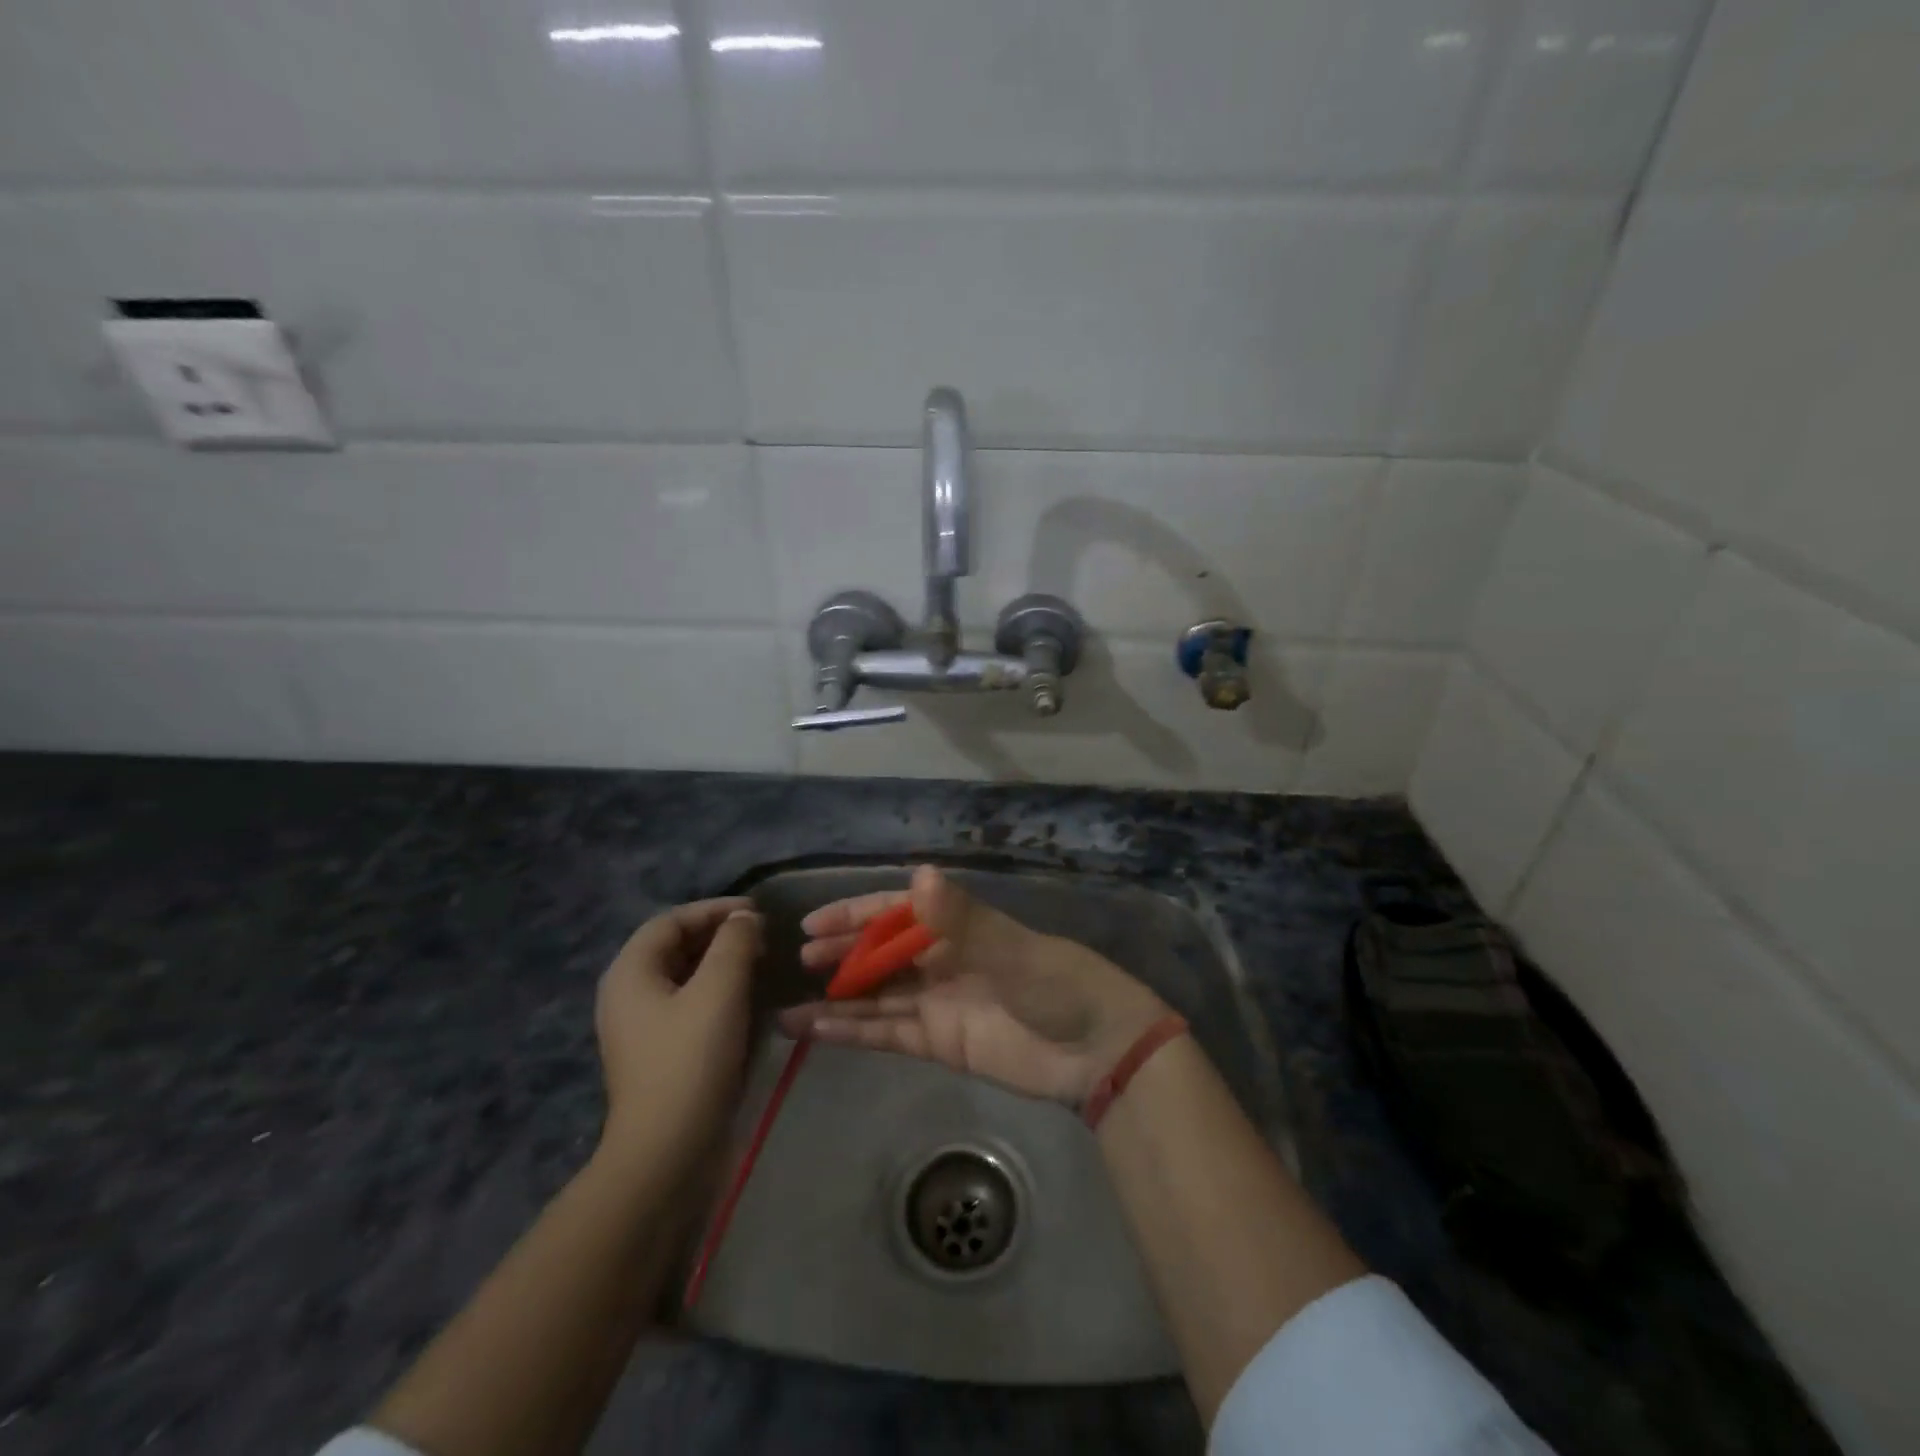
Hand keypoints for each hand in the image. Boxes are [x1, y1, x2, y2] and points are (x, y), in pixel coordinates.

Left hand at [594, 897, 761, 1170]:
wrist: (666, 1151)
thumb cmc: (691, 1060)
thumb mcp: (719, 990)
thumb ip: (735, 943)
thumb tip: (745, 919)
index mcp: (630, 972)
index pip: (672, 920)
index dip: (715, 910)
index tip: (758, 912)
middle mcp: (628, 994)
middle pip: (674, 946)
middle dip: (720, 935)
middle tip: (763, 937)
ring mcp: (641, 1027)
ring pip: (684, 976)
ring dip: (721, 962)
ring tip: (760, 963)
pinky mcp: (658, 1052)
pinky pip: (687, 1004)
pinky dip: (717, 991)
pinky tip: (746, 999)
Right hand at [779, 866, 1169, 1105]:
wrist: (1098, 1052)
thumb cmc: (1058, 985)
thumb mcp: (1011, 950)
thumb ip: (962, 920)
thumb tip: (920, 874)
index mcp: (958, 927)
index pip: (895, 913)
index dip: (855, 914)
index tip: (813, 922)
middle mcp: (943, 959)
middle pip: (881, 953)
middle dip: (842, 954)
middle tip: (800, 959)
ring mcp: (939, 1002)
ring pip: (878, 997)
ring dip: (838, 1000)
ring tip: (788, 1008)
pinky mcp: (940, 1043)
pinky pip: (889, 1032)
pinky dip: (854, 1032)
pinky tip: (817, 1032)